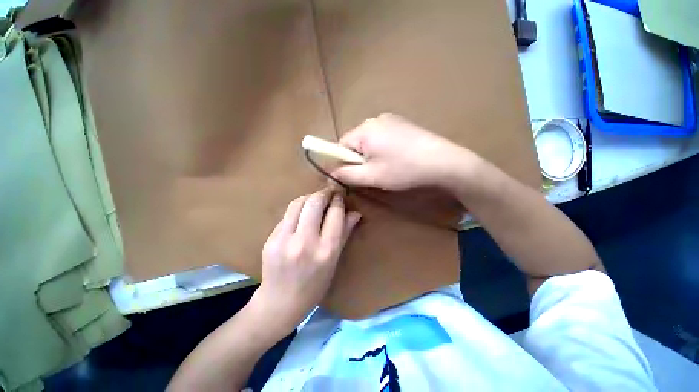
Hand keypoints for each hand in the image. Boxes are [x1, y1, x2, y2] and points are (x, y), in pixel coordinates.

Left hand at [253, 190, 360, 330]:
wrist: (280, 302)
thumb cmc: (315, 285)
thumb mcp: (334, 261)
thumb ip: (345, 233)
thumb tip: (355, 212)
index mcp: (326, 250)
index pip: (335, 213)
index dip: (338, 200)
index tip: (340, 196)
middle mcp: (305, 242)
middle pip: (315, 202)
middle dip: (324, 193)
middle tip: (329, 193)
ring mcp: (284, 240)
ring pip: (298, 203)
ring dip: (309, 197)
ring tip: (316, 201)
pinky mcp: (270, 239)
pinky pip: (287, 215)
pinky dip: (298, 210)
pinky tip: (302, 215)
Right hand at [331, 113, 476, 190]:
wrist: (443, 161)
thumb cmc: (404, 170)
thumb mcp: (372, 176)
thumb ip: (347, 174)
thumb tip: (331, 172)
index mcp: (365, 130)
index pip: (341, 145)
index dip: (344, 162)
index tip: (355, 175)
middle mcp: (375, 119)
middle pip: (355, 142)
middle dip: (360, 159)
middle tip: (374, 173)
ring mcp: (391, 119)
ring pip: (369, 140)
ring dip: (372, 155)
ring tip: (388, 167)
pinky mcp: (402, 123)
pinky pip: (383, 137)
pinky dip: (383, 149)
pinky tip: (397, 158)